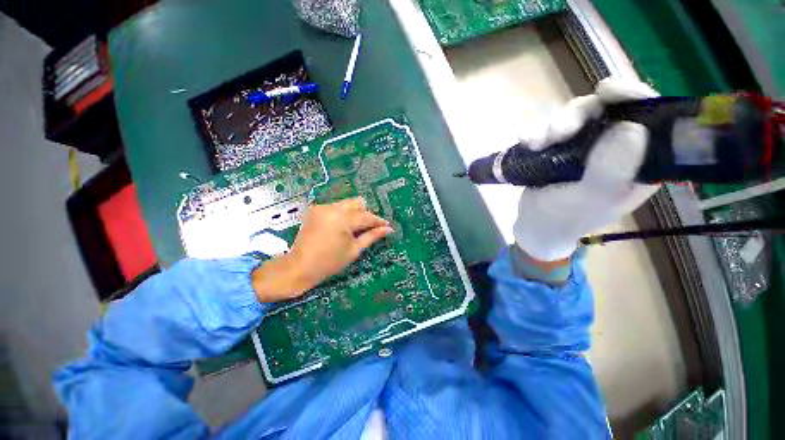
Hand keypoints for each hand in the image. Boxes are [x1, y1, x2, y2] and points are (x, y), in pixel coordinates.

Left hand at [251, 197, 392, 302]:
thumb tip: (388, 229)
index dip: (378, 221)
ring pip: (346, 204)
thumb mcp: (354, 250)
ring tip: (354, 229)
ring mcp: (322, 207)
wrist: (299, 267)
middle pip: (357, 203)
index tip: (386, 226)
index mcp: (343, 218)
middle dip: (365, 214)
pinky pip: (335, 207)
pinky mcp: (315, 210)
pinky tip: (340, 228)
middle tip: (368, 228)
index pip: (366, 216)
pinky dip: (342, 215)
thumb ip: (372, 236)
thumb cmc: (329, 262)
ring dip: (354, 214)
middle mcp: (332, 208)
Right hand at [513, 78, 660, 261]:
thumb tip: (630, 128)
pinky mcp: (564, 146)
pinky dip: (538, 131)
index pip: (651, 119)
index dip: (634, 98)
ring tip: (533, 144)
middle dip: (578, 116)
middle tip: (555, 133)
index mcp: (641, 162)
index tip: (607, 91)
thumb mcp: (588, 200)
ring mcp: (590, 145)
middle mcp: (620, 148)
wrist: (532, 224)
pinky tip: (525, 140)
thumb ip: (610, 171)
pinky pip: (555, 126)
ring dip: (553, 125)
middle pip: (608, 110)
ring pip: (579, 115)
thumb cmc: (563, 218)